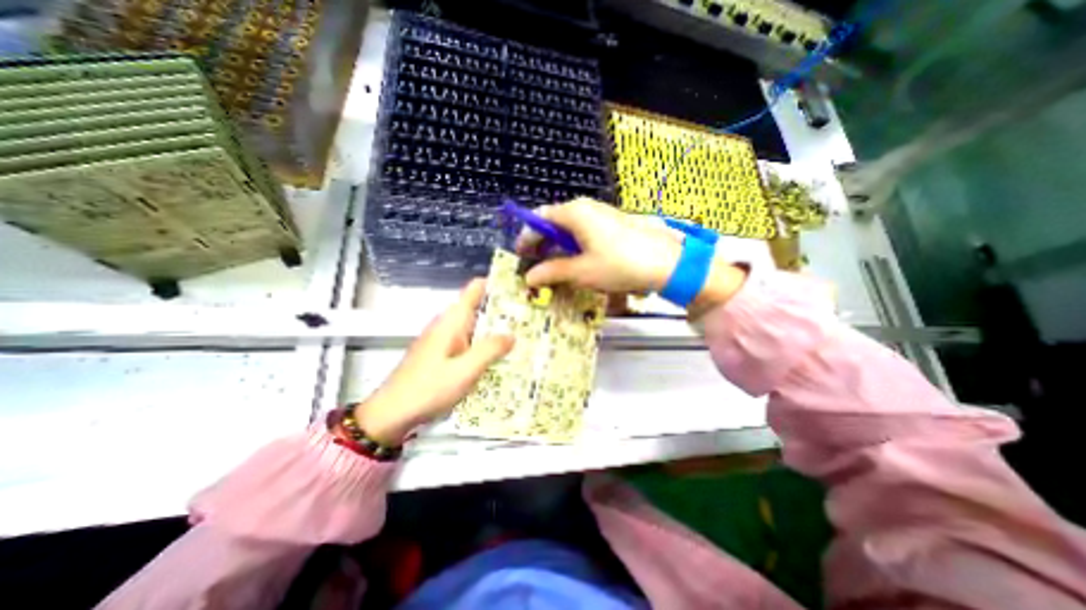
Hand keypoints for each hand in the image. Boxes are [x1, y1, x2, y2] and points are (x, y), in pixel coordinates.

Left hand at [349, 279, 514, 444]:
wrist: (391, 414)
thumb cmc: (427, 389)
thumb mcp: (464, 371)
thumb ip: (489, 350)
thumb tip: (512, 335)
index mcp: (452, 321)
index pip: (475, 289)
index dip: (496, 283)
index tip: (519, 288)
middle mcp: (448, 325)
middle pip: (479, 307)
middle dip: (503, 310)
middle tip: (530, 317)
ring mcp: (444, 340)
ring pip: (475, 326)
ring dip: (496, 329)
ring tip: (523, 335)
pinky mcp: (443, 354)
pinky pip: (469, 342)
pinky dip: (485, 344)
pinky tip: (499, 357)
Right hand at [525, 201, 746, 317]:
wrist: (666, 263)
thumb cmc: (618, 264)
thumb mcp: (581, 271)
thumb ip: (552, 272)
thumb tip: (529, 277)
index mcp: (574, 213)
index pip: (539, 219)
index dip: (527, 237)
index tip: (520, 256)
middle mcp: (586, 207)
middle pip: (554, 221)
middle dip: (542, 242)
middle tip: (535, 263)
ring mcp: (601, 214)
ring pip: (570, 227)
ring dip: (558, 246)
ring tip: (554, 266)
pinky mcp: (613, 224)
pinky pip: (584, 231)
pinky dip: (574, 246)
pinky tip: (577, 261)